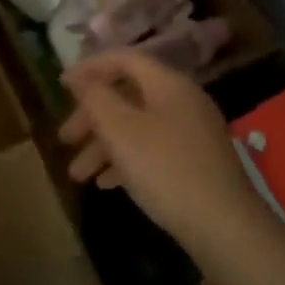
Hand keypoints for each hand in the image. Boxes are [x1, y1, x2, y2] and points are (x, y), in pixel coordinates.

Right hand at [59, 50, 263, 249]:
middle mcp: (182, 101)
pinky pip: (153, 149)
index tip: (61, 85)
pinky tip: (106, 184)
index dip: (90, 67)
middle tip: (65, 138)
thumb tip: (79, 76)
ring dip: (103, 145)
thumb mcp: (120, 130)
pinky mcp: (195, 162)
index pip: (124, 59)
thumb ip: (95, 97)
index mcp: (168, 84)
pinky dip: (126, 160)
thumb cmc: (165, 168)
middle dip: (91, 116)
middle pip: (128, 96)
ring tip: (78, 174)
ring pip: (137, 127)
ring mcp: (192, 132)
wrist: (224, 225)